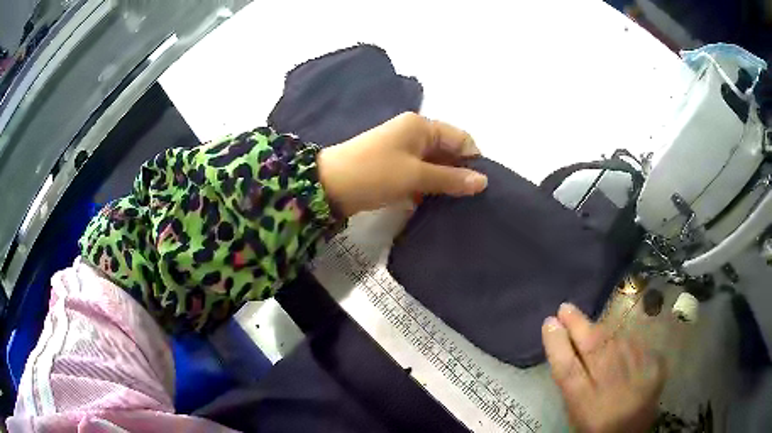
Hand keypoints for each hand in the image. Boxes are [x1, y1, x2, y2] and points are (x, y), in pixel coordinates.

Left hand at [317, 112, 487, 216]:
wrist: (328, 185)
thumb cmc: (375, 173)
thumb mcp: (415, 175)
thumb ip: (451, 178)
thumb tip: (483, 181)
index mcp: (422, 126)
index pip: (461, 139)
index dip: (473, 160)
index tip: (479, 187)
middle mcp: (414, 134)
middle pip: (448, 151)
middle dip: (459, 173)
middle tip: (469, 201)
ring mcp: (403, 150)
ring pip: (434, 165)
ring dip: (443, 182)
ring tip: (455, 206)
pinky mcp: (394, 167)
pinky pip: (419, 174)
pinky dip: (427, 187)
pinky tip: (434, 205)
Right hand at [542, 303, 665, 432]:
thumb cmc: (596, 424)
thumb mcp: (576, 409)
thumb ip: (571, 381)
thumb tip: (563, 344)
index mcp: (586, 403)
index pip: (568, 369)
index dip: (557, 344)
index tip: (549, 322)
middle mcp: (613, 386)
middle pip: (595, 347)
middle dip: (578, 324)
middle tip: (565, 308)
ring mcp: (638, 372)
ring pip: (616, 339)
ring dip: (601, 329)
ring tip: (591, 325)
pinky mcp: (655, 365)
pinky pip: (636, 343)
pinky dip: (624, 339)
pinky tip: (619, 341)